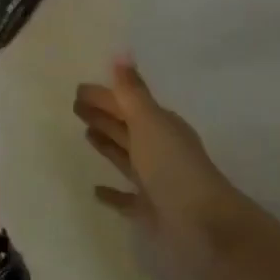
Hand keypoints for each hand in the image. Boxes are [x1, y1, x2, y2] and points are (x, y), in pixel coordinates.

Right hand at [74, 58, 259, 279]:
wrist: (203, 224)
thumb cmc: (173, 167)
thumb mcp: (150, 123)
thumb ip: (132, 93)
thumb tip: (121, 55)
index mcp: (161, 127)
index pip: (128, 105)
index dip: (105, 97)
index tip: (78, 90)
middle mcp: (159, 150)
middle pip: (126, 127)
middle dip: (104, 115)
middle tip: (76, 106)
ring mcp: (155, 181)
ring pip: (126, 157)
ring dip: (107, 145)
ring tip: (86, 134)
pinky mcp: (149, 210)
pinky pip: (125, 198)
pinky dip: (112, 194)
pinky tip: (95, 190)